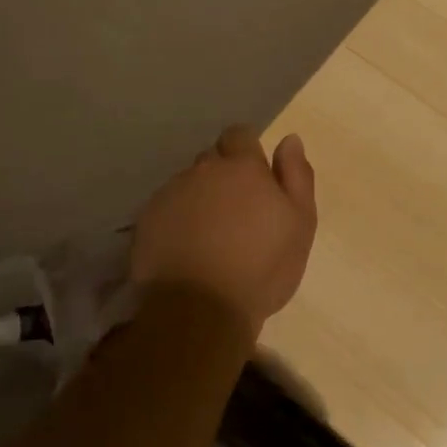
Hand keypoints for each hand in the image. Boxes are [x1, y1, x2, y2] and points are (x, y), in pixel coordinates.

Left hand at [131, 126, 317, 338]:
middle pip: (212, 159)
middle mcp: (202, 171)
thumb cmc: (262, 267)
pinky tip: (186, 250)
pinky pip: (166, 209)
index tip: (255, 178)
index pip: (239, 135)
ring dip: (199, 199)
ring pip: (188, 184)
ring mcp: (170, 195)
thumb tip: (290, 140)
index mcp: (241, 166)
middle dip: (223, 175)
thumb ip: (297, 175)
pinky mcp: (146, 221)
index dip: (246, 151)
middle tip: (236, 212)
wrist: (201, 311)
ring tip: (209, 236)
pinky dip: (176, 221)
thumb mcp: (300, 223)